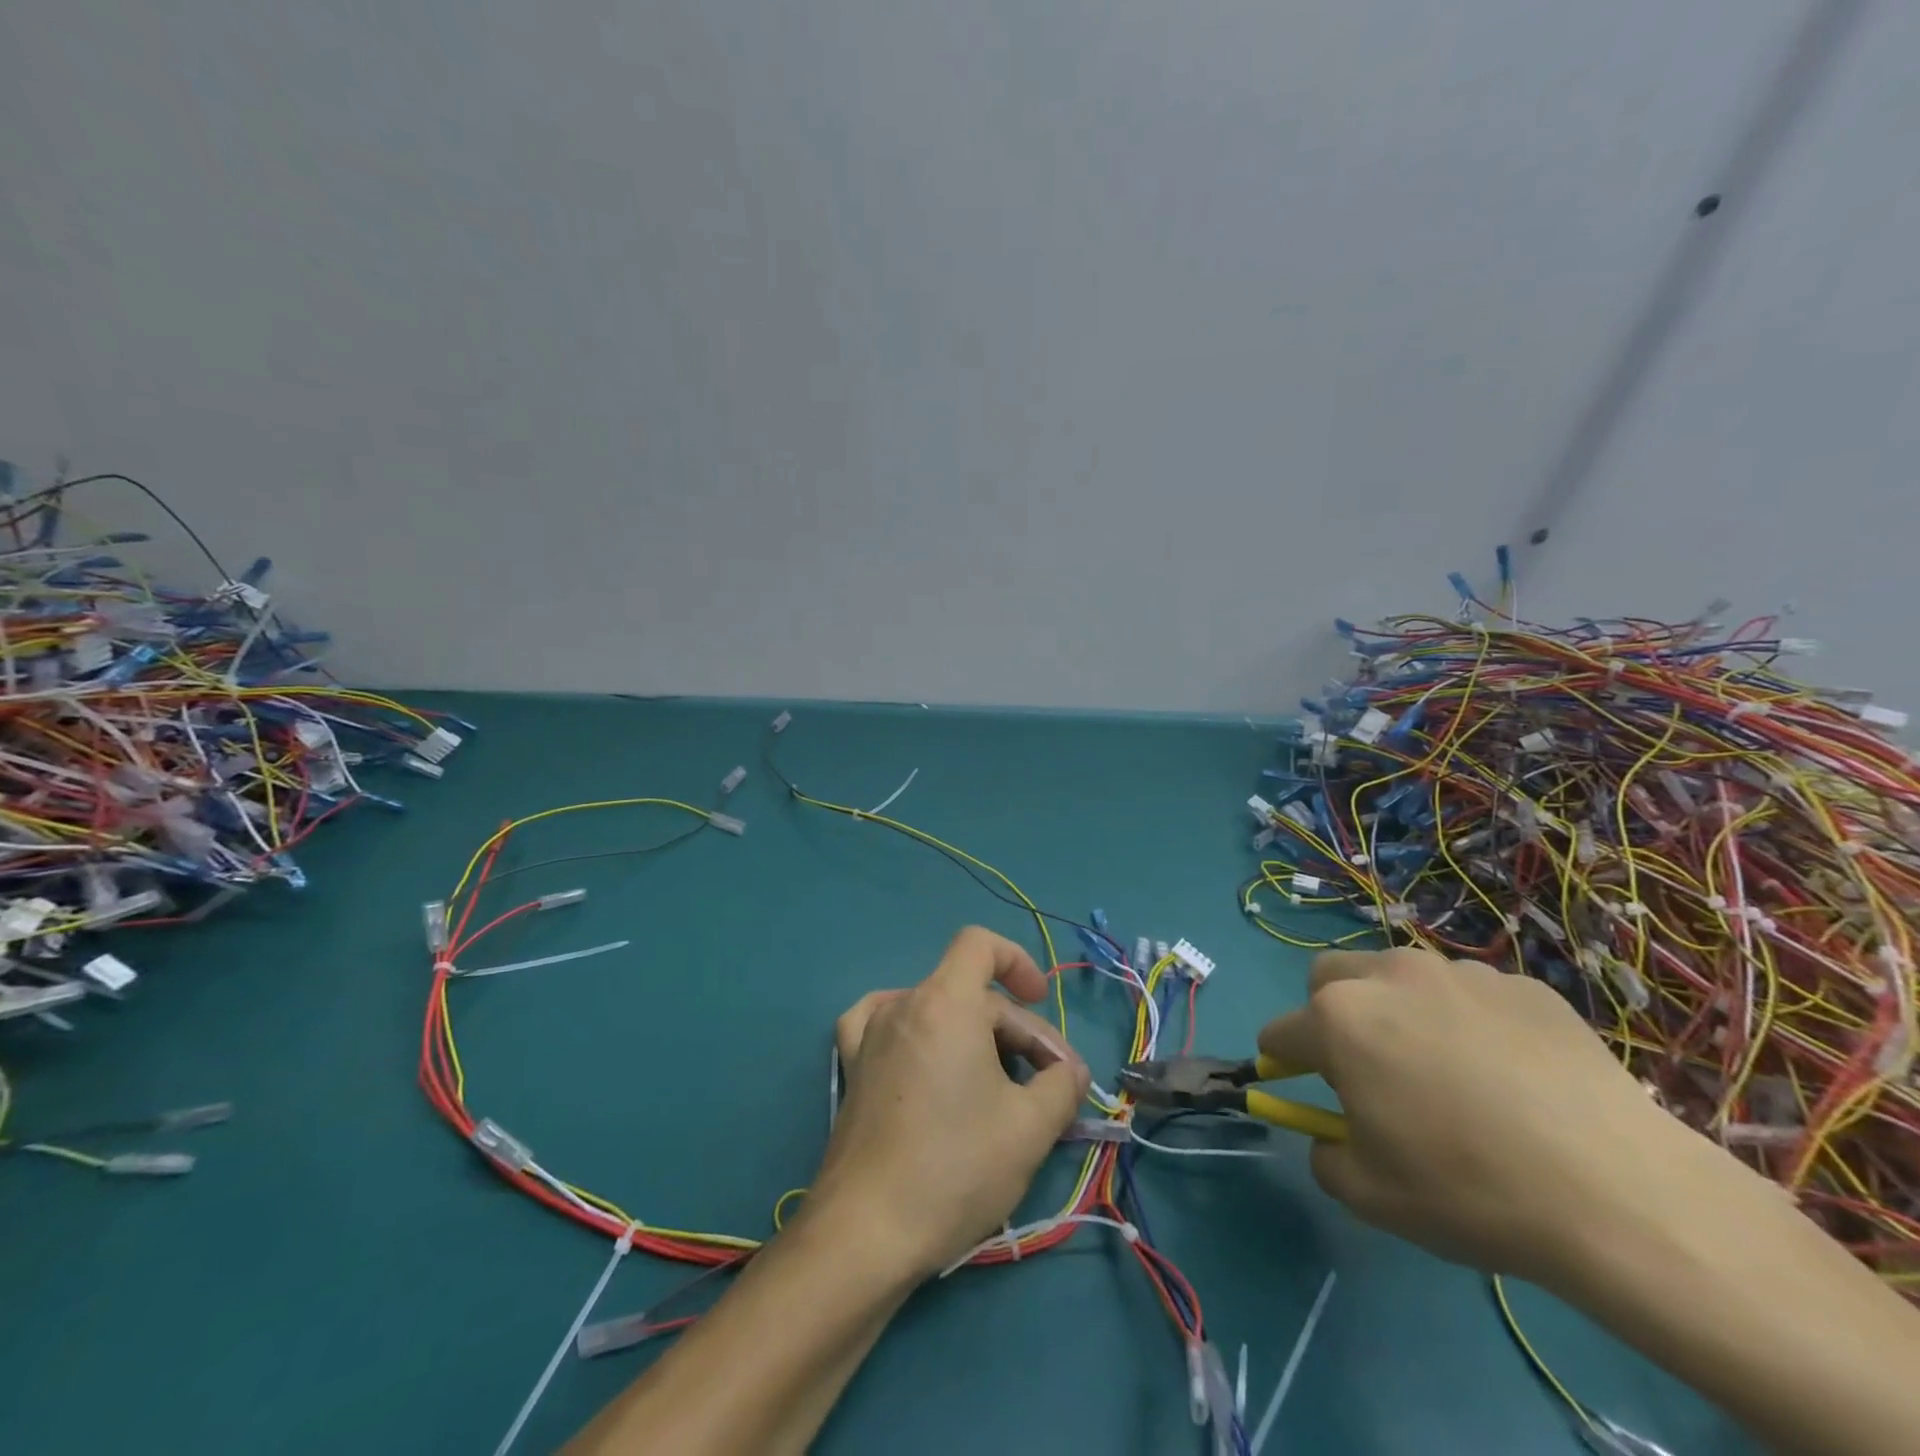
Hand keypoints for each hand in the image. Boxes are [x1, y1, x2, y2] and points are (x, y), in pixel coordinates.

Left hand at [806, 926, 1090, 1278]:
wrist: (866, 1232)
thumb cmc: (954, 1168)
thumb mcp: (1031, 1128)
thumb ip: (1062, 1085)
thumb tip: (1068, 1071)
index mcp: (945, 1002)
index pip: (980, 944)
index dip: (1017, 961)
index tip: (1041, 1000)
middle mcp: (904, 1004)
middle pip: (971, 993)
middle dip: (1017, 1032)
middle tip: (1048, 1089)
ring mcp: (870, 1034)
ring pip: (938, 1013)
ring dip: (976, 1038)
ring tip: (999, 1086)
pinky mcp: (852, 1067)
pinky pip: (886, 1024)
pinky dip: (917, 1031)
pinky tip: (926, 1055)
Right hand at [1258, 947, 1740, 1286]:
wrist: (1621, 1193)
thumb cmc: (1470, 1189)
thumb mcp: (1371, 1196)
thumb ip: (1326, 1155)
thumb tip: (1330, 1136)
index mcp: (1338, 1019)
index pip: (1282, 1031)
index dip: (1284, 1060)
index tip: (1298, 1084)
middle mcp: (1387, 976)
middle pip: (1328, 976)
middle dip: (1331, 1013)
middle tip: (1369, 1067)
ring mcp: (1459, 972)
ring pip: (1399, 976)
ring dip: (1399, 1009)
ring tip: (1449, 1070)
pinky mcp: (1523, 984)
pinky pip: (1471, 994)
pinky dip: (1469, 1021)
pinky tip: (1513, 1076)